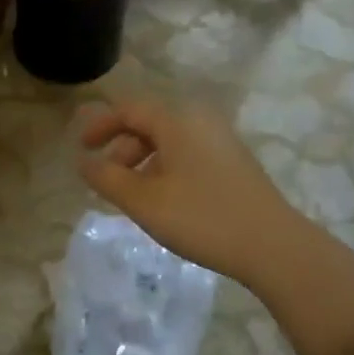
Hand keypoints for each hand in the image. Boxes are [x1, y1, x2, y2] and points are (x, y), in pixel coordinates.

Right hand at [77, 96, 313, 286]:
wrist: (271, 245)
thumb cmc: (200, 218)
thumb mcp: (143, 201)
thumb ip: (106, 178)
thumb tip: (83, 161)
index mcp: (177, 121)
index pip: (129, 109)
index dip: (100, 126)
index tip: (81, 149)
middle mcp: (200, 120)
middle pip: (149, 123)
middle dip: (122, 148)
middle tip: (108, 181)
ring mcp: (221, 140)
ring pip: (169, 141)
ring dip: (143, 162)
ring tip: (133, 197)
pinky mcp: (234, 161)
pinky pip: (187, 153)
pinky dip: (165, 168)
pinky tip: (164, 200)